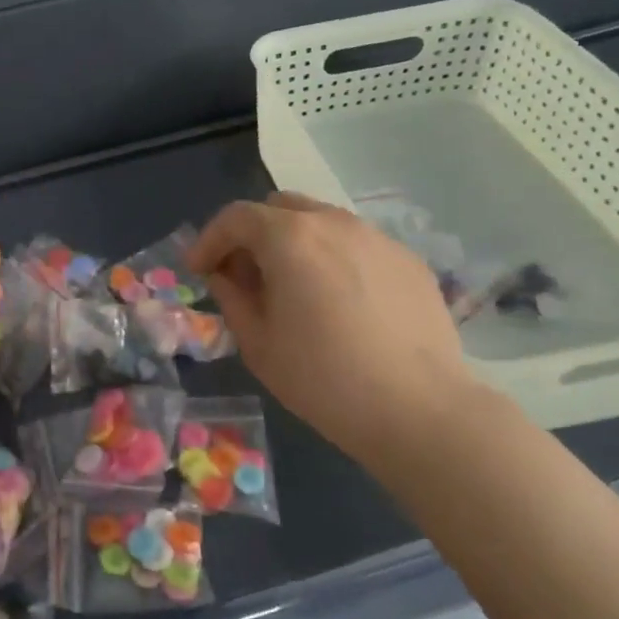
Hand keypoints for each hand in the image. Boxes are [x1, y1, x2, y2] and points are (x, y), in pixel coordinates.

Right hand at [187, 193, 483, 457]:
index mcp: (290, 238)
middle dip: (253, 234)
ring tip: (294, 288)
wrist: (419, 410)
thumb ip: (232, 297)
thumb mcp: (258, 343)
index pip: (236, 218)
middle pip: (279, 208)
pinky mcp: (408, 261)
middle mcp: (334, 223)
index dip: (209, 240)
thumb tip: (224, 276)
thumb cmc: (323, 378)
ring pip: (321, 222)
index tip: (199, 270)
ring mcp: (377, 238)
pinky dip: (334, 259)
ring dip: (295, 243)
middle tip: (245, 275)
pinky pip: (357, 245)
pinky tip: (340, 303)